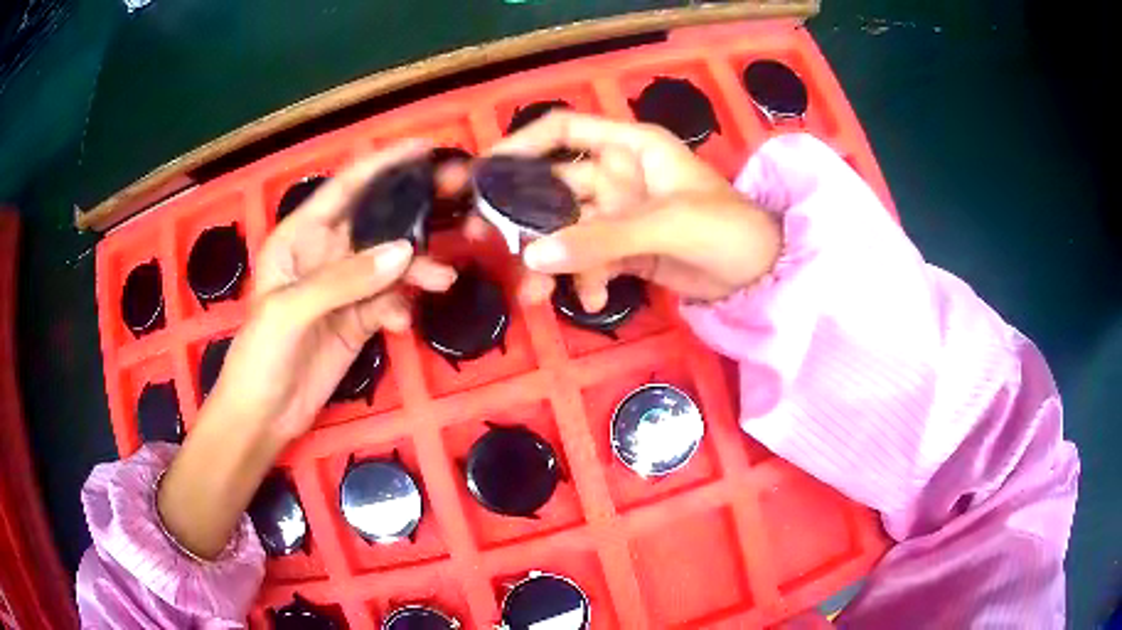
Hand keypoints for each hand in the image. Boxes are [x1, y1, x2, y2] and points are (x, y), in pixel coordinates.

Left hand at [213, 140, 456, 442]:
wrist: (264, 415)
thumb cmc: (260, 354)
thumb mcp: (291, 309)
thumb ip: (344, 279)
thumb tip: (404, 252)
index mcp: (299, 237)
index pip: (344, 188)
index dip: (382, 164)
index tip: (424, 148)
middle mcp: (324, 254)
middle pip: (376, 222)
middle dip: (414, 212)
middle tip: (459, 201)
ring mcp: (344, 288)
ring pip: (390, 264)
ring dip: (417, 269)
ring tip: (442, 280)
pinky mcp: (358, 320)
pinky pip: (389, 301)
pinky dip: (401, 307)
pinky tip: (401, 323)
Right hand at [473, 112, 781, 307]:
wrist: (762, 276)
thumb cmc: (728, 228)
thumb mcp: (668, 225)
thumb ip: (602, 238)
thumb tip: (534, 256)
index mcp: (630, 146)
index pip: (563, 130)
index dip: (521, 144)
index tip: (485, 172)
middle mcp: (618, 174)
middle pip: (553, 185)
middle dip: (520, 212)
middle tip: (485, 239)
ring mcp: (618, 214)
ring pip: (565, 229)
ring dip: (547, 258)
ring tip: (535, 293)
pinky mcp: (624, 249)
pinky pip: (587, 260)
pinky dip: (583, 280)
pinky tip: (592, 301)